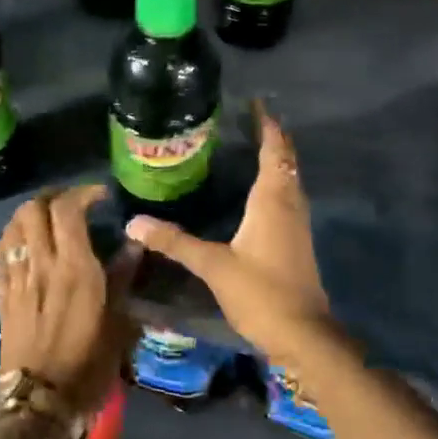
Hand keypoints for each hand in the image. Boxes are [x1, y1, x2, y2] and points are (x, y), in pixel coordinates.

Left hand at [0, 184, 140, 413]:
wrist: (40, 400)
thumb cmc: (88, 364)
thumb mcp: (118, 322)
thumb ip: (123, 278)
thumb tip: (134, 245)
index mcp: (74, 268)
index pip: (67, 210)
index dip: (83, 193)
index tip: (100, 196)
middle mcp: (41, 264)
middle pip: (33, 209)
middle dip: (53, 196)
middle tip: (73, 203)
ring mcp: (17, 278)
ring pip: (13, 226)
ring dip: (30, 213)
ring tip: (49, 220)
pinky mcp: (2, 294)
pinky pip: (1, 252)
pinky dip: (13, 237)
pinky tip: (26, 245)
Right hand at [124, 104, 332, 365]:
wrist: (303, 334)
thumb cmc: (262, 293)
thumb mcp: (214, 266)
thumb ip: (175, 242)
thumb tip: (134, 223)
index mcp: (273, 201)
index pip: (274, 151)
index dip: (267, 126)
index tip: (256, 104)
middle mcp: (290, 205)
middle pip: (286, 161)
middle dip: (272, 138)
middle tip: (248, 120)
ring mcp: (297, 225)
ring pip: (289, 181)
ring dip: (276, 161)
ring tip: (251, 147)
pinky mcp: (296, 243)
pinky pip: (287, 200)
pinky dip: (275, 185)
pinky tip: (258, 195)